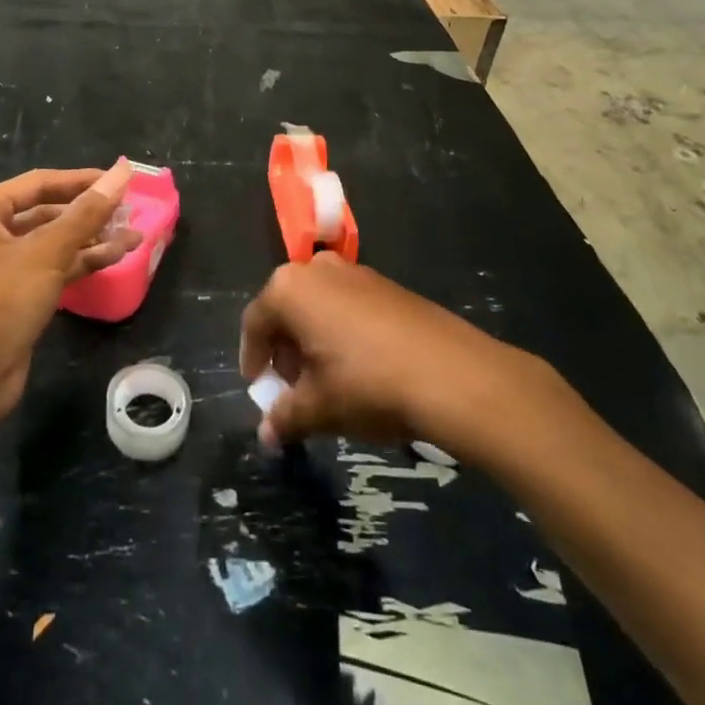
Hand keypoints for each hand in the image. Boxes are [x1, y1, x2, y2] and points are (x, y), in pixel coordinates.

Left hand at [0, 162, 138, 433]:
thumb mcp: (45, 254)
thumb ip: (86, 213)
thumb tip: (122, 172)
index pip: (39, 183)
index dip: (82, 180)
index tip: (123, 180)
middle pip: (46, 213)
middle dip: (89, 213)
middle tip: (131, 211)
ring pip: (52, 244)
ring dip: (91, 240)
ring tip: (135, 236)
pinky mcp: (12, 300)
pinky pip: (51, 271)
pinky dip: (81, 264)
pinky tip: (115, 259)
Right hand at [239, 253, 509, 447]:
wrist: (451, 373)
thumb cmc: (367, 384)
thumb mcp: (318, 408)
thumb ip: (285, 417)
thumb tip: (267, 435)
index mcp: (288, 289)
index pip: (254, 323)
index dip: (253, 359)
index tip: (260, 389)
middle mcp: (317, 269)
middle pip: (286, 310)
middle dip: (285, 350)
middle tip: (294, 388)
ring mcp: (355, 272)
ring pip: (318, 306)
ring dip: (314, 341)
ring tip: (328, 382)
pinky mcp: (386, 284)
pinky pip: (347, 305)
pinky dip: (342, 332)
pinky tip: (360, 368)